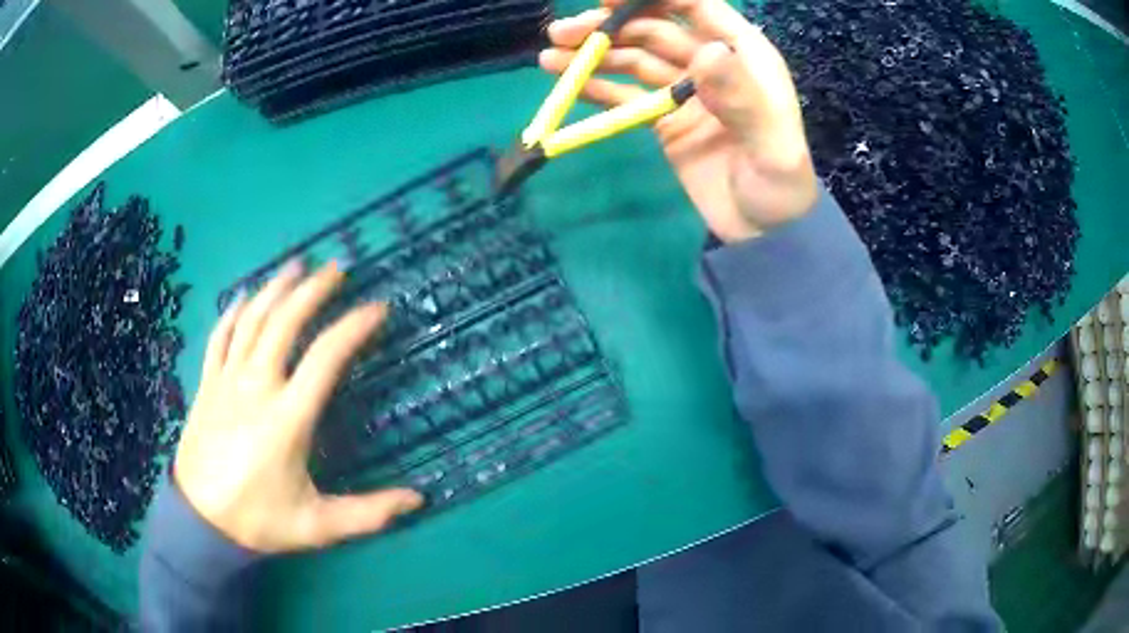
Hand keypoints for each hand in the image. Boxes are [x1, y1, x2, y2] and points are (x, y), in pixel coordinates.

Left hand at [173, 261, 422, 552]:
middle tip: (336, 269)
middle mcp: (256, 387)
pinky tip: (243, 296)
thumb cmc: (259, 520)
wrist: (200, 522)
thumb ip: (369, 513)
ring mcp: (226, 381)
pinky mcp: (207, 385)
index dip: (354, 328)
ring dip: (275, 289)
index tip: (377, 309)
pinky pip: (219, 337)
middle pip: (284, 323)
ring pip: (251, 320)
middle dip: (313, 290)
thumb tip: (418, 500)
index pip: (325, 357)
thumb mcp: (318, 525)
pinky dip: (232, 313)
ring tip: (296, 266)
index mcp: (287, 418)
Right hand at [541, 0, 817, 241]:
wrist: (764, 233)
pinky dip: (599, 87)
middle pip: (655, 29)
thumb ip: (741, 97)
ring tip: (552, 55)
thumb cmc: (780, 185)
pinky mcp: (665, 118)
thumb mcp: (771, 144)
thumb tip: (704, 50)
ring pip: (635, 59)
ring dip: (596, 53)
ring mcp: (685, 90)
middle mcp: (711, 63)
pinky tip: (569, 82)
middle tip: (564, 32)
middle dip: (610, 26)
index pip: (697, 6)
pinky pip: (628, 95)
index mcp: (744, 55)